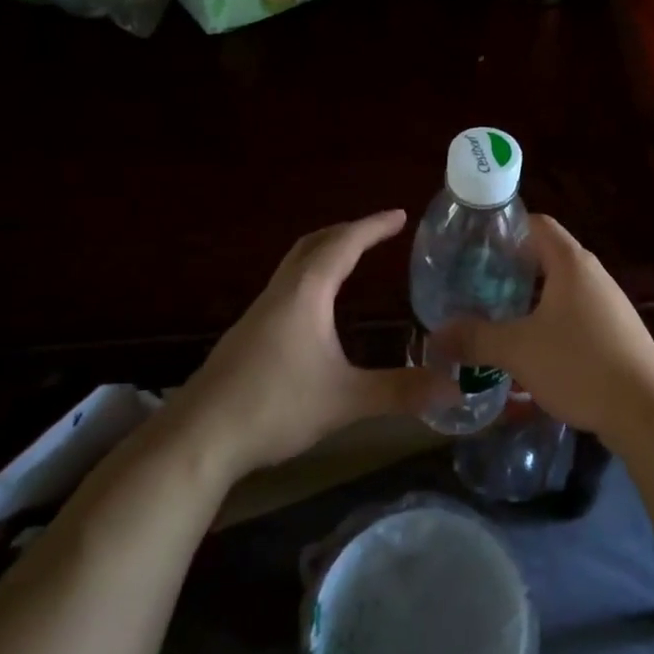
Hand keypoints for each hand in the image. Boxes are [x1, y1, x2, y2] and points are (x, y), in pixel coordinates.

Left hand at [167, 210, 450, 475]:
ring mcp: (258, 313)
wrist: (198, 438)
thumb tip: (454, 387)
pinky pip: (286, 287)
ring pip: (295, 265)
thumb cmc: (275, 406)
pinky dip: (310, 278)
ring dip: (325, 252)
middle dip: (348, 231)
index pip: (344, 245)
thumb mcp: (346, 400)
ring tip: (352, 259)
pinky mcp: (247, 335)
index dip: (373, 227)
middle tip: (378, 232)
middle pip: (313, 244)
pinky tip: (317, 309)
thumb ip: (400, 391)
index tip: (400, 215)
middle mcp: (281, 293)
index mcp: (306, 294)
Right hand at [439, 215, 653, 440]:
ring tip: (495, 318)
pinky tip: (530, 350)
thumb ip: (475, 338)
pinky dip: (548, 323)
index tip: (473, 248)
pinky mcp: (615, 332)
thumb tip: (435, 335)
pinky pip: (574, 315)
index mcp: (571, 263)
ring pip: (559, 290)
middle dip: (509, 270)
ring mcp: (608, 304)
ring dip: (528, 301)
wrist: (646, 410)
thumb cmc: (580, 365)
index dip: (504, 229)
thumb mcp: (518, 351)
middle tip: (474, 287)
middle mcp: (593, 275)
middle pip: (545, 257)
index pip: (536, 224)